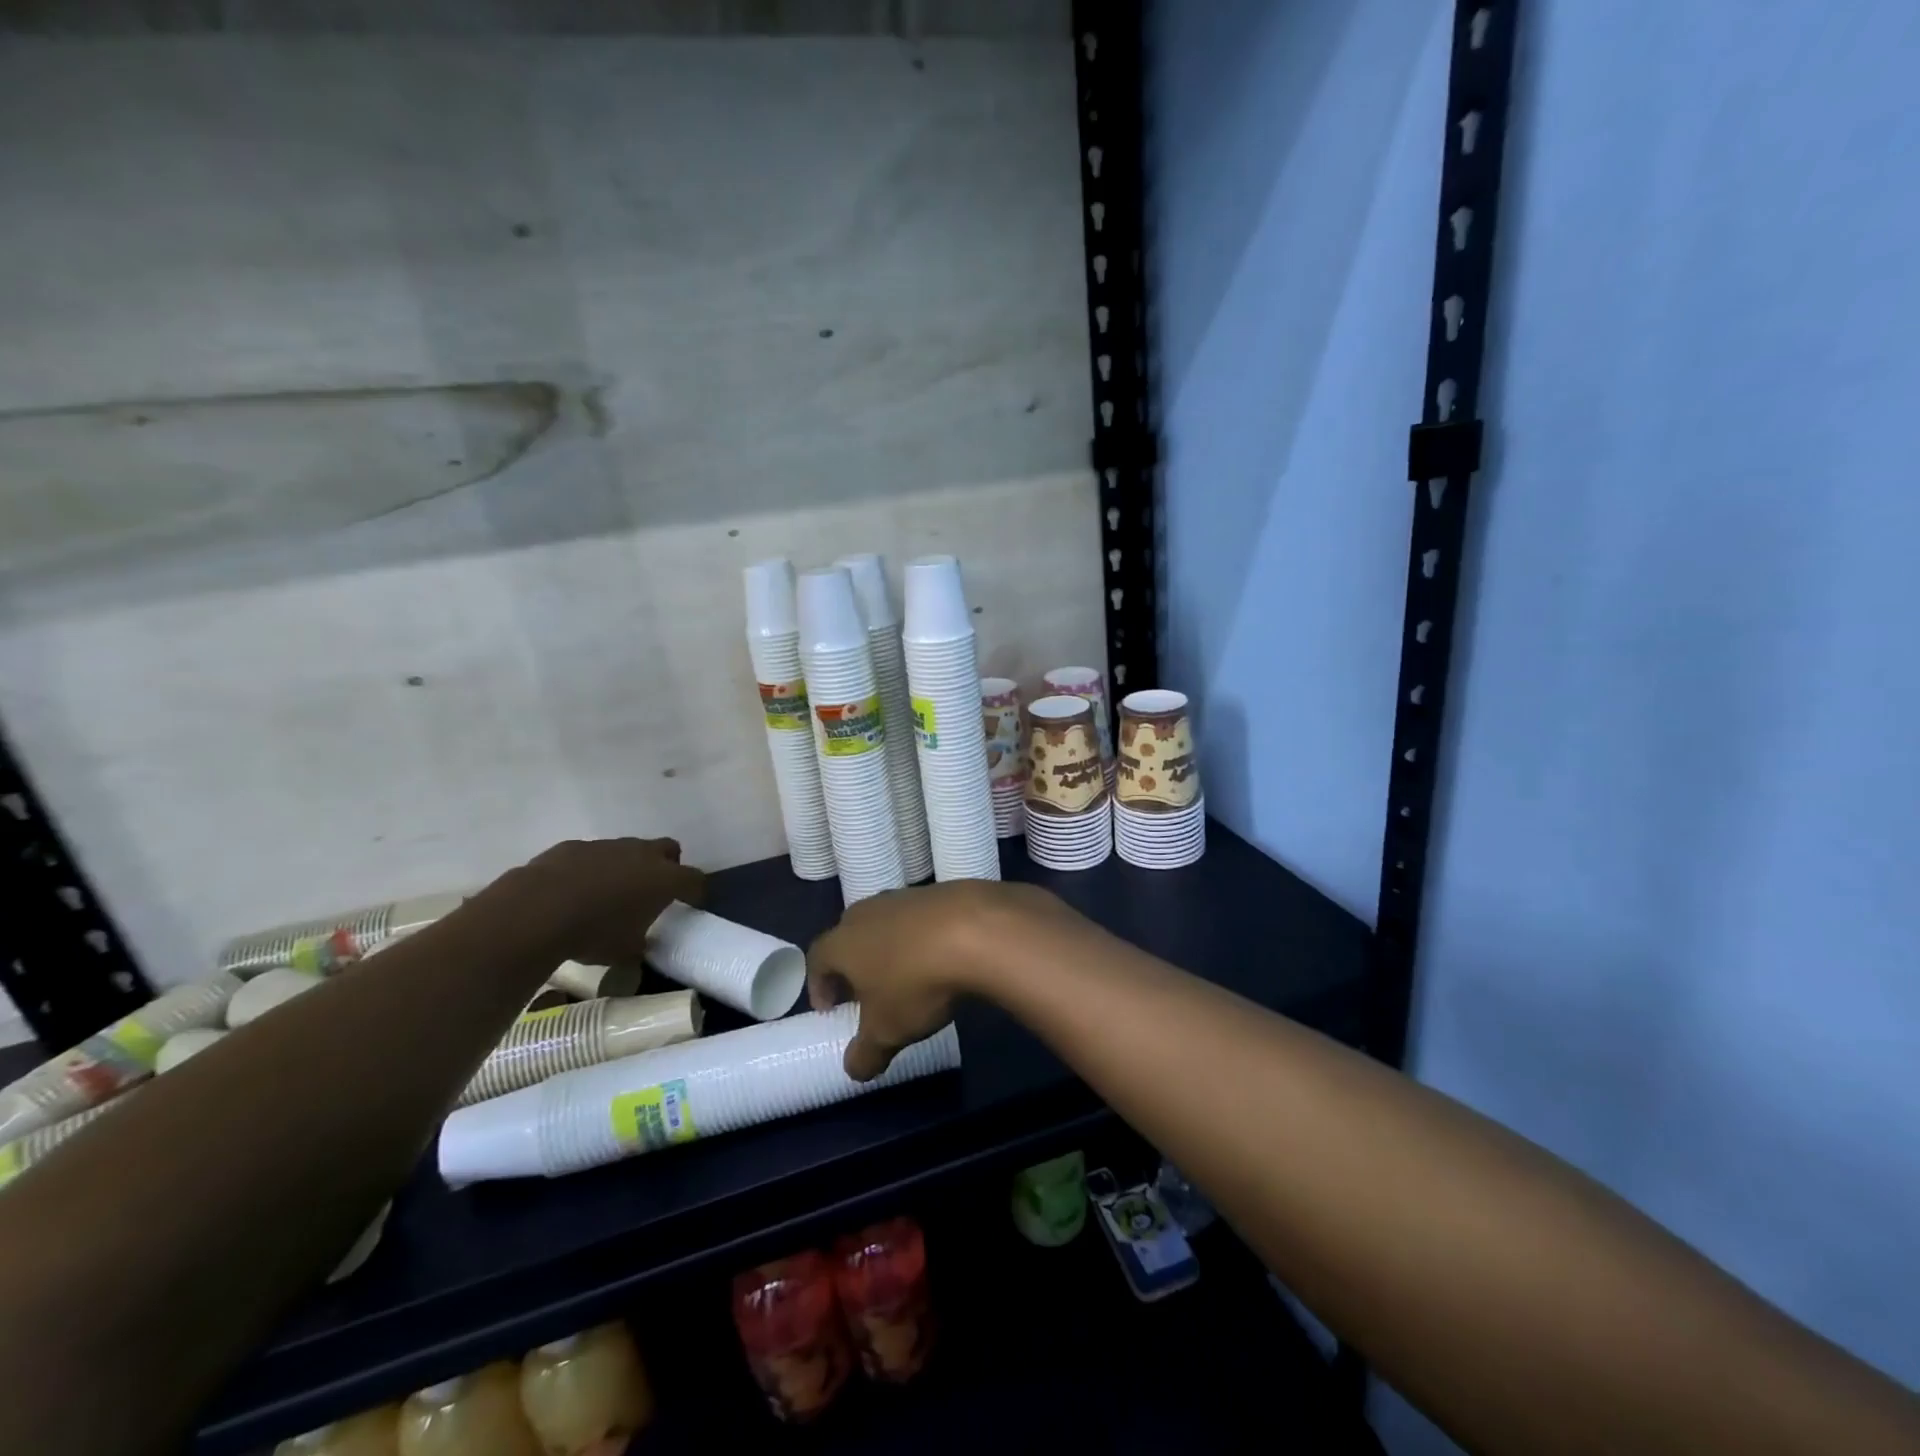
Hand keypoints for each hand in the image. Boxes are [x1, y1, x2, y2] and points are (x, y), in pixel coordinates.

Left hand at [519, 837, 706, 965]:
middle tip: (653, 891)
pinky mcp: (574, 846)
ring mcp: (607, 846)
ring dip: (627, 867)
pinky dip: (592, 869)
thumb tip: (640, 944)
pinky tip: (574, 891)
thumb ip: (640, 944)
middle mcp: (642, 854)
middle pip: (668, 849)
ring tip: (609, 894)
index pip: (694, 879)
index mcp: (664, 879)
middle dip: (667, 866)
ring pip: (629, 849)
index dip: (695, 891)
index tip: (690, 903)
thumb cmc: (593, 933)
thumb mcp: (625, 951)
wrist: (536, 910)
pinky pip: (593, 855)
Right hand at [807, 880, 1089, 1080]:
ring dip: (888, 948)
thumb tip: (855, 1069)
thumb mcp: (886, 1032)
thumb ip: (865, 1054)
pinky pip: (921, 918)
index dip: (819, 985)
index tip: (830, 1009)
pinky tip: (939, 958)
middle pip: (849, 935)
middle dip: (853, 964)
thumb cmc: (916, 982)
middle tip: (864, 992)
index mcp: (843, 941)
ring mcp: (905, 897)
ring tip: (905, 976)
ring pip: (886, 923)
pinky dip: (922, 937)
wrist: (977, 930)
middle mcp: (868, 911)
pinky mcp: (941, 892)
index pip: (817, 958)